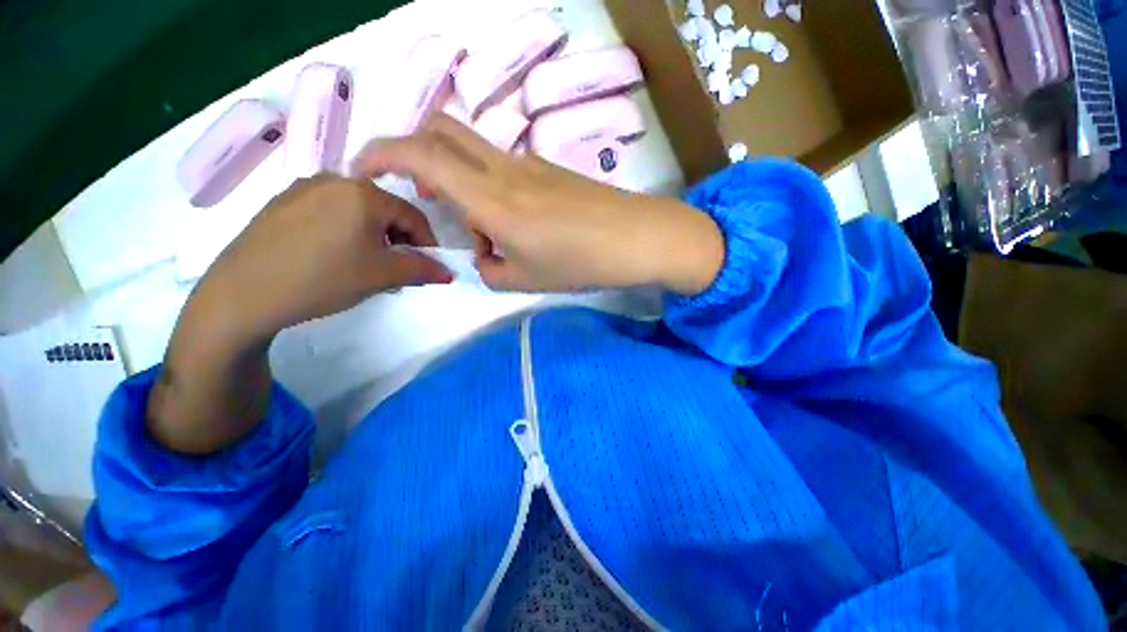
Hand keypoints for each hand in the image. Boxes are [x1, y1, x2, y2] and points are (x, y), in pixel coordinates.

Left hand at [148, 175, 449, 453]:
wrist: (244, 293)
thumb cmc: (324, 278)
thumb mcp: (383, 276)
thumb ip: (422, 270)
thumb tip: (449, 273)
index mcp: (363, 193)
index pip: (413, 216)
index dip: (428, 242)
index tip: (430, 265)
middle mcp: (334, 180)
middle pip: (385, 210)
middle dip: (399, 239)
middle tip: (398, 267)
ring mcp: (303, 188)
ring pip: (356, 210)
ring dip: (373, 235)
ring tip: (367, 264)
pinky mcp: (281, 202)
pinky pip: (328, 211)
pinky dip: (344, 231)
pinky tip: (335, 256)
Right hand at [352, 115, 723, 294]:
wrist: (635, 238)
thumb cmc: (579, 262)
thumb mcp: (525, 278)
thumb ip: (491, 268)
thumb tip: (485, 255)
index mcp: (490, 198)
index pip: (419, 155)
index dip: (380, 154)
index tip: (364, 171)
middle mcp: (503, 168)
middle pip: (441, 129)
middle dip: (416, 154)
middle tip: (425, 196)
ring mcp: (528, 163)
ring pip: (473, 151)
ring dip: (460, 178)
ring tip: (483, 225)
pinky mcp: (547, 168)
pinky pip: (504, 167)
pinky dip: (491, 186)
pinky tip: (515, 220)